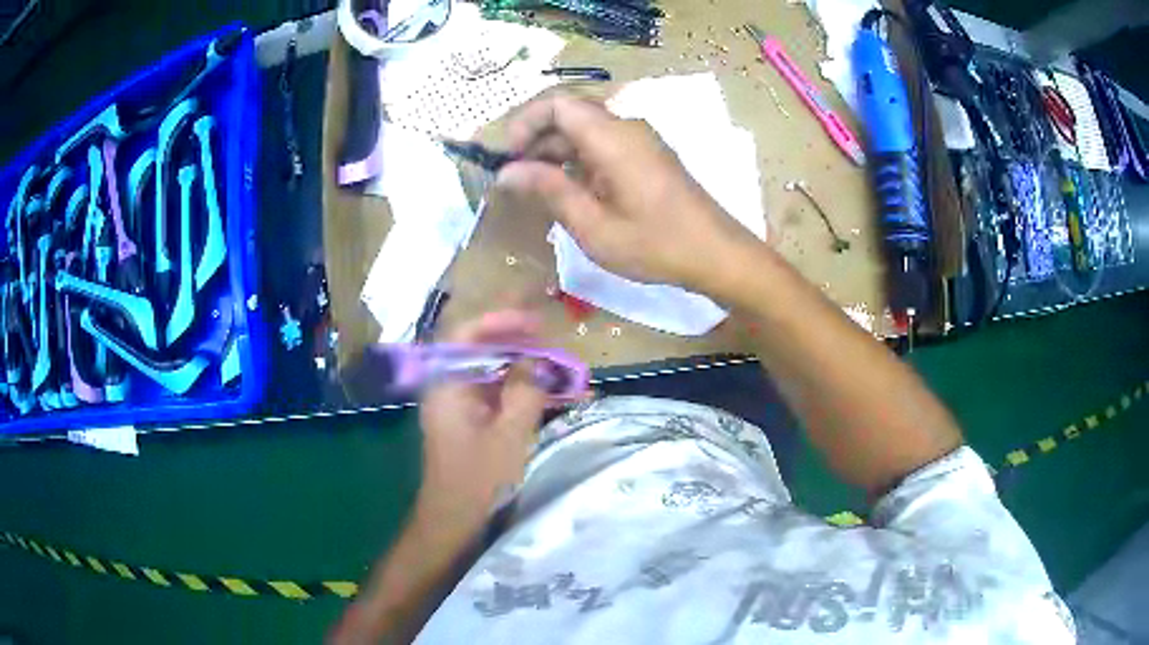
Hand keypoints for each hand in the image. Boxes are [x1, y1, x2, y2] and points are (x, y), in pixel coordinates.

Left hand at [417, 310, 547, 526]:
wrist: (454, 519)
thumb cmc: (478, 478)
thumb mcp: (509, 433)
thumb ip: (525, 390)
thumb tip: (538, 360)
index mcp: (447, 383)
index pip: (467, 333)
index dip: (501, 320)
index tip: (535, 321)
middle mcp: (448, 386)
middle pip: (479, 348)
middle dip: (517, 341)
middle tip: (551, 341)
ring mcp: (457, 404)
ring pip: (490, 370)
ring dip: (522, 365)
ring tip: (557, 364)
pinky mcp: (468, 420)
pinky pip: (494, 392)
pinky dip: (519, 389)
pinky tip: (548, 392)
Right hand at [496, 94, 760, 291]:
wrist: (717, 254)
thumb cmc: (656, 245)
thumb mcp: (594, 226)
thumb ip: (549, 190)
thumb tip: (506, 172)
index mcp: (613, 137)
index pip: (558, 103)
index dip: (526, 121)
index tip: (508, 155)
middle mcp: (626, 128)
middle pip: (570, 113)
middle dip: (536, 138)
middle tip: (514, 176)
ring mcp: (639, 141)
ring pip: (585, 130)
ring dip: (555, 151)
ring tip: (534, 188)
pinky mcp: (646, 156)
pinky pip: (602, 144)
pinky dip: (577, 160)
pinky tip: (567, 191)